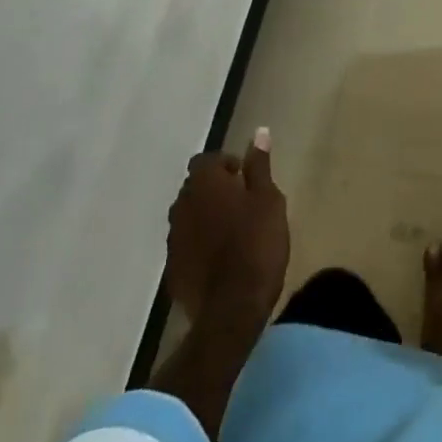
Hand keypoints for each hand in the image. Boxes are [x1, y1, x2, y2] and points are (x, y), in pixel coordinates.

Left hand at [165, 132, 289, 322]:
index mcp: (204, 183)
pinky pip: (186, 246)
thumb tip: (258, 132)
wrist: (232, 309)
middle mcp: (181, 205)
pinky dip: (199, 245)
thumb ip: (260, 166)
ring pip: (189, 217)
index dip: (226, 166)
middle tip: (243, 204)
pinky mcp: (172, 269)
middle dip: (215, 190)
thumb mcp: (268, 199)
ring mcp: (173, 239)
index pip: (207, 160)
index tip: (245, 179)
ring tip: (232, 232)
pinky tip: (220, 260)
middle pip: (195, 187)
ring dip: (206, 218)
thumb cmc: (256, 243)